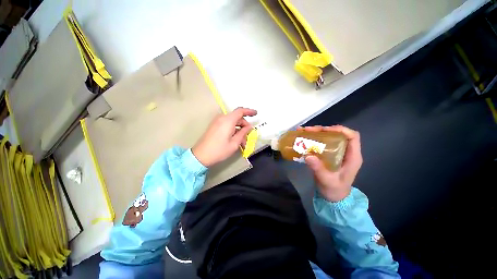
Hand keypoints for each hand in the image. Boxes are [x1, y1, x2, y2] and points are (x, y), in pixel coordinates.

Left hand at [192, 107, 256, 166]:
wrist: (201, 156)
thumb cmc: (219, 150)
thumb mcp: (234, 143)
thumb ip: (243, 133)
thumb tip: (249, 127)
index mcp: (228, 121)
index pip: (240, 111)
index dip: (249, 111)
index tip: (256, 114)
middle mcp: (222, 118)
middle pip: (237, 118)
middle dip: (244, 127)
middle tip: (248, 138)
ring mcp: (217, 122)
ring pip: (233, 122)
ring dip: (239, 130)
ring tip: (242, 143)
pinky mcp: (215, 126)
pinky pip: (227, 125)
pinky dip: (233, 130)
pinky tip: (235, 140)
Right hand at [298, 125, 362, 201]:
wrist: (333, 198)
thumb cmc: (334, 190)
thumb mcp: (327, 180)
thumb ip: (319, 169)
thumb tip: (308, 155)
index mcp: (352, 157)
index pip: (353, 137)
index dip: (341, 130)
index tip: (325, 130)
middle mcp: (346, 152)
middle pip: (338, 134)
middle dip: (323, 130)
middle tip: (308, 130)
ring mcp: (337, 153)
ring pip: (329, 137)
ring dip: (316, 133)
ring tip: (303, 132)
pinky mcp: (329, 155)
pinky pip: (322, 143)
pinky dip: (313, 139)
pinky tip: (304, 139)